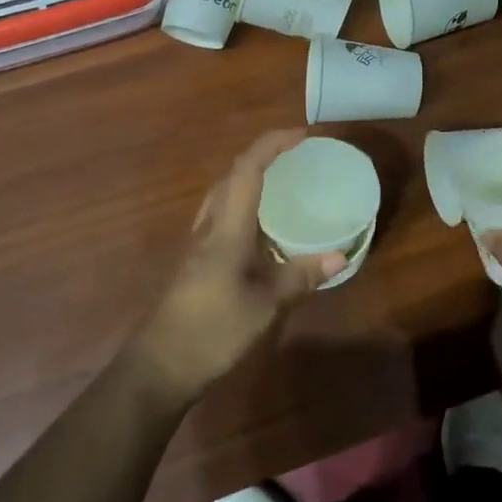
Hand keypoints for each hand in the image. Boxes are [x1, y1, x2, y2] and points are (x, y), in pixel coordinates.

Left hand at [128, 130, 343, 403]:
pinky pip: (221, 215)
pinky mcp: (196, 261)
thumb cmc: (212, 330)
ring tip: (281, 183)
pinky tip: (260, 227)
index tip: (301, 135)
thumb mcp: (265, 305)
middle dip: (262, 156)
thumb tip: (341, 256)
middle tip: (295, 157)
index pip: (247, 169)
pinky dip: (242, 204)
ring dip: (249, 178)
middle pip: (231, 175)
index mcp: (226, 228)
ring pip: (222, 194)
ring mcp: (199, 244)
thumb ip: (300, 276)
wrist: (160, 366)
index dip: (272, 144)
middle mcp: (209, 227)